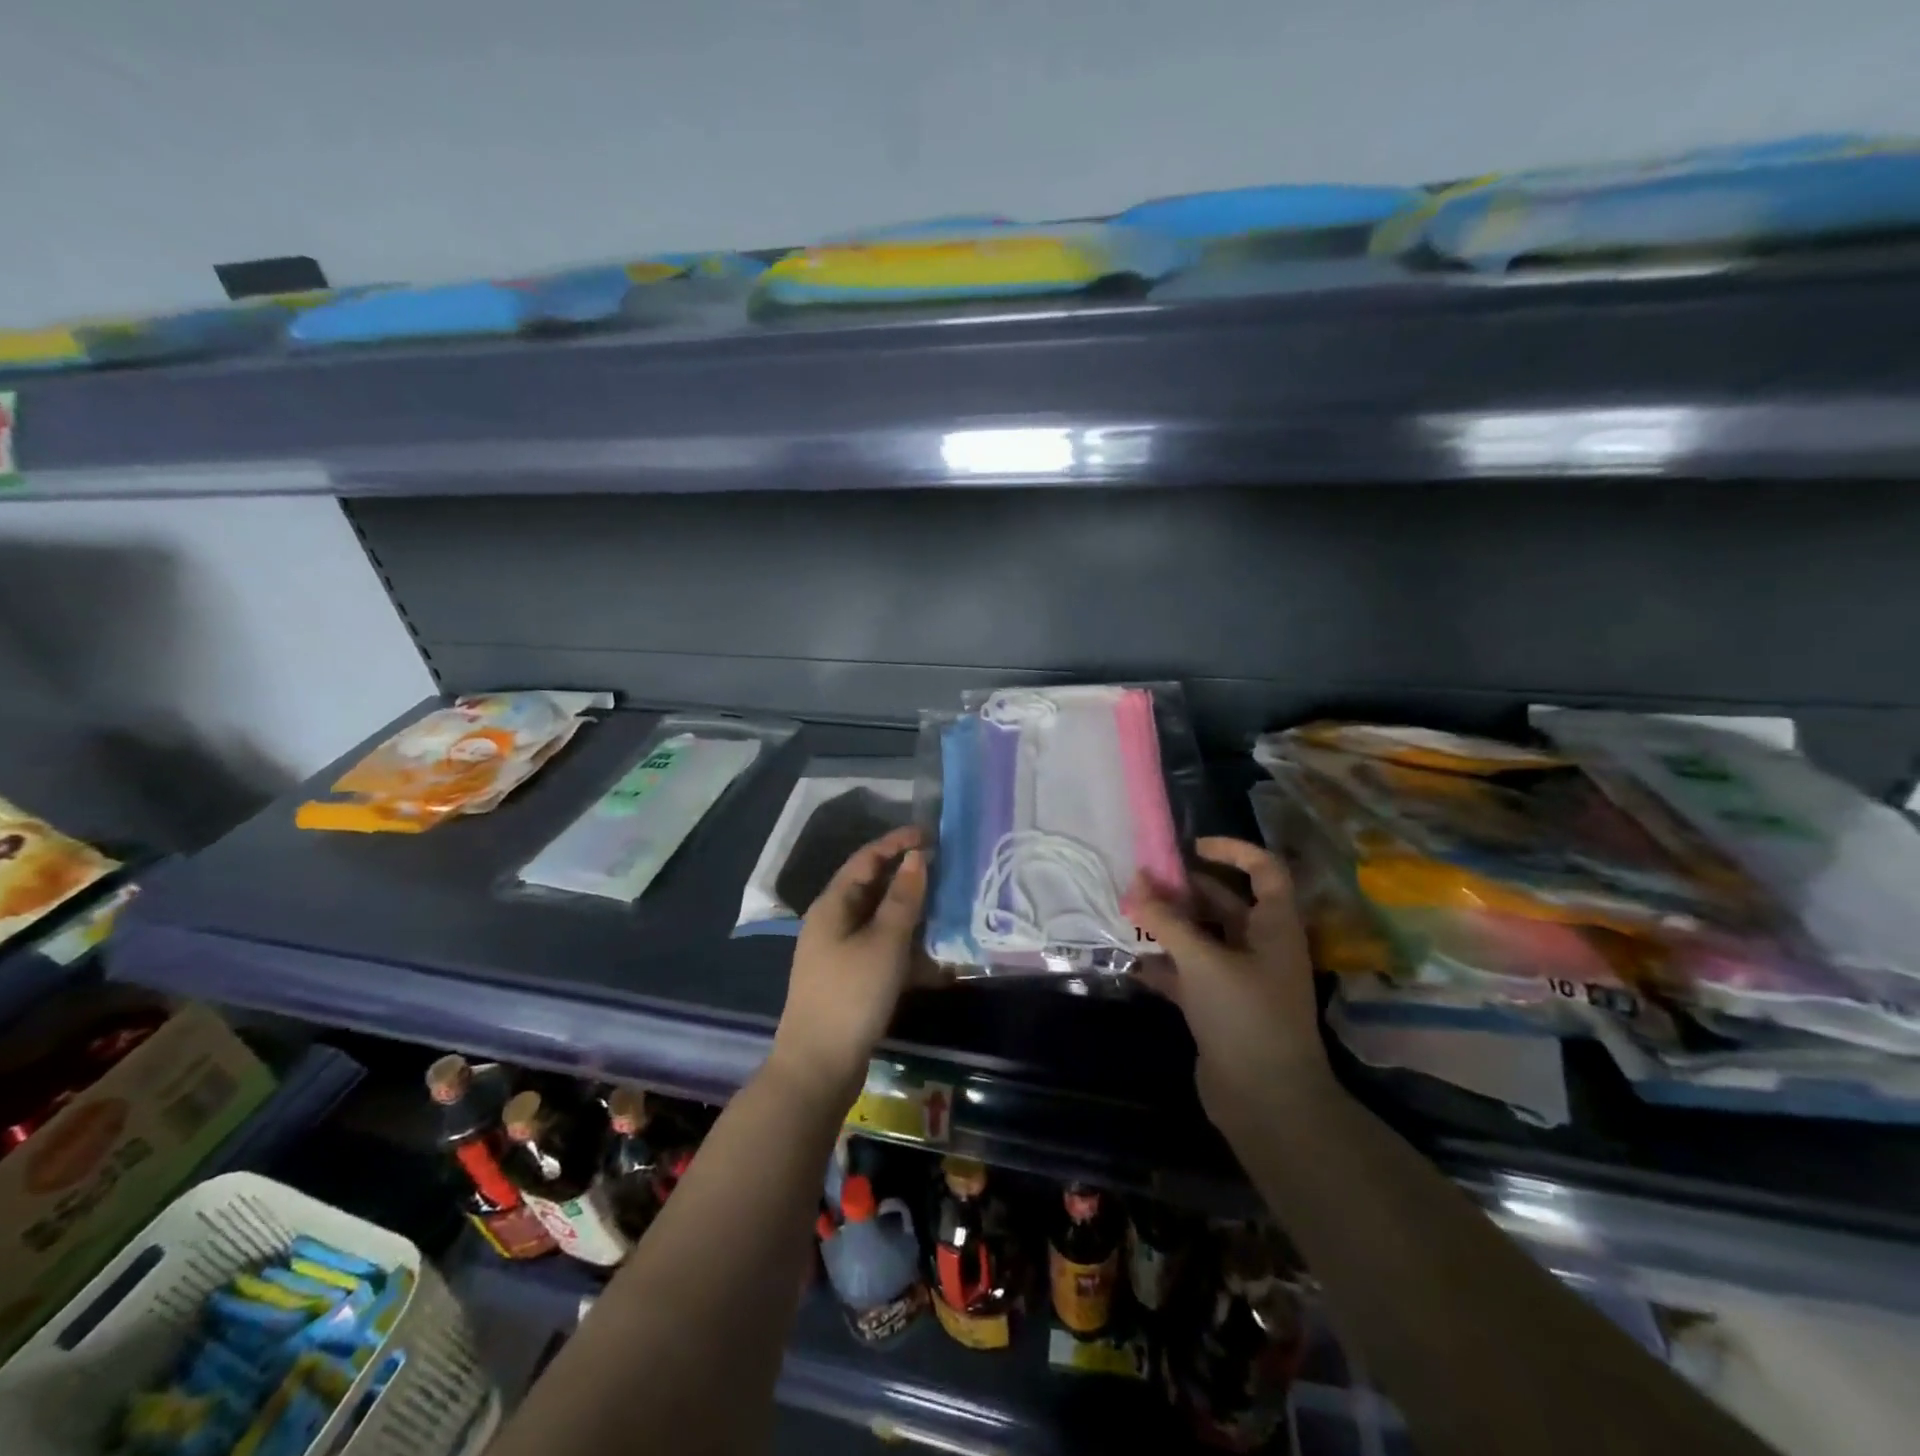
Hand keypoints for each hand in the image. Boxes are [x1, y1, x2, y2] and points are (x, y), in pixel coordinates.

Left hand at [768, 825, 925, 1108]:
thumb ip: (903, 898)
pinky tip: (937, 961)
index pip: (866, 859)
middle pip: (873, 887)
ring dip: (912, 914)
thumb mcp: (884, 942)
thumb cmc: (852, 995)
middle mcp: (833, 923)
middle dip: (908, 877)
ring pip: (881, 921)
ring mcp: (840, 953)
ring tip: (948, 909)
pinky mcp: (851, 980)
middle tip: (945, 868)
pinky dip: (908, 949)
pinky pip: (883, 951)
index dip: (896, 842)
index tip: (931, 833)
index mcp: (833, 905)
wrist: (819, 1067)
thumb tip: (916, 858)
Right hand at [1126, 837, 1334, 1129]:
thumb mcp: (1203, 961)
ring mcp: (1239, 979)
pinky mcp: (1218, 1007)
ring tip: (1129, 914)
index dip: (1233, 851)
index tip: (1191, 847)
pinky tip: (1133, 961)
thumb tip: (1136, 883)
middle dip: (1184, 890)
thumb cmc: (1245, 1017)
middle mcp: (1260, 947)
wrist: (1267, 1102)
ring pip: (1202, 938)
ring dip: (1169, 926)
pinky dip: (1164, 964)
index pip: (1264, 870)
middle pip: (1224, 903)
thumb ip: (1166, 921)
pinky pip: (1188, 973)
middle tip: (1142, 881)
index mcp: (1274, 927)